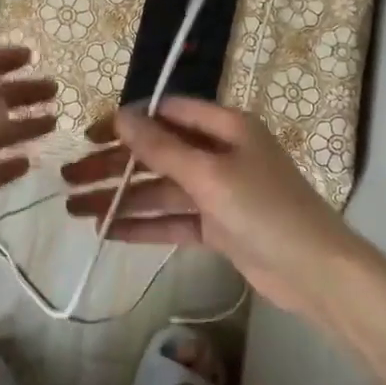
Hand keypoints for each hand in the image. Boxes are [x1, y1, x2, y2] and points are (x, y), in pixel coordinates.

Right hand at [61, 98, 364, 319]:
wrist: (316, 272)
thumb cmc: (265, 209)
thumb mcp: (210, 174)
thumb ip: (162, 148)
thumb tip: (121, 115)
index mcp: (226, 127)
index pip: (168, 113)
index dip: (127, 122)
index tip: (90, 135)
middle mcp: (221, 153)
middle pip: (157, 153)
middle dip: (114, 166)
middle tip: (69, 177)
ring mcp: (219, 192)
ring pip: (160, 190)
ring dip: (121, 199)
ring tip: (76, 209)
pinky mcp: (218, 226)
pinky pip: (173, 220)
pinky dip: (144, 225)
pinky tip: (108, 232)